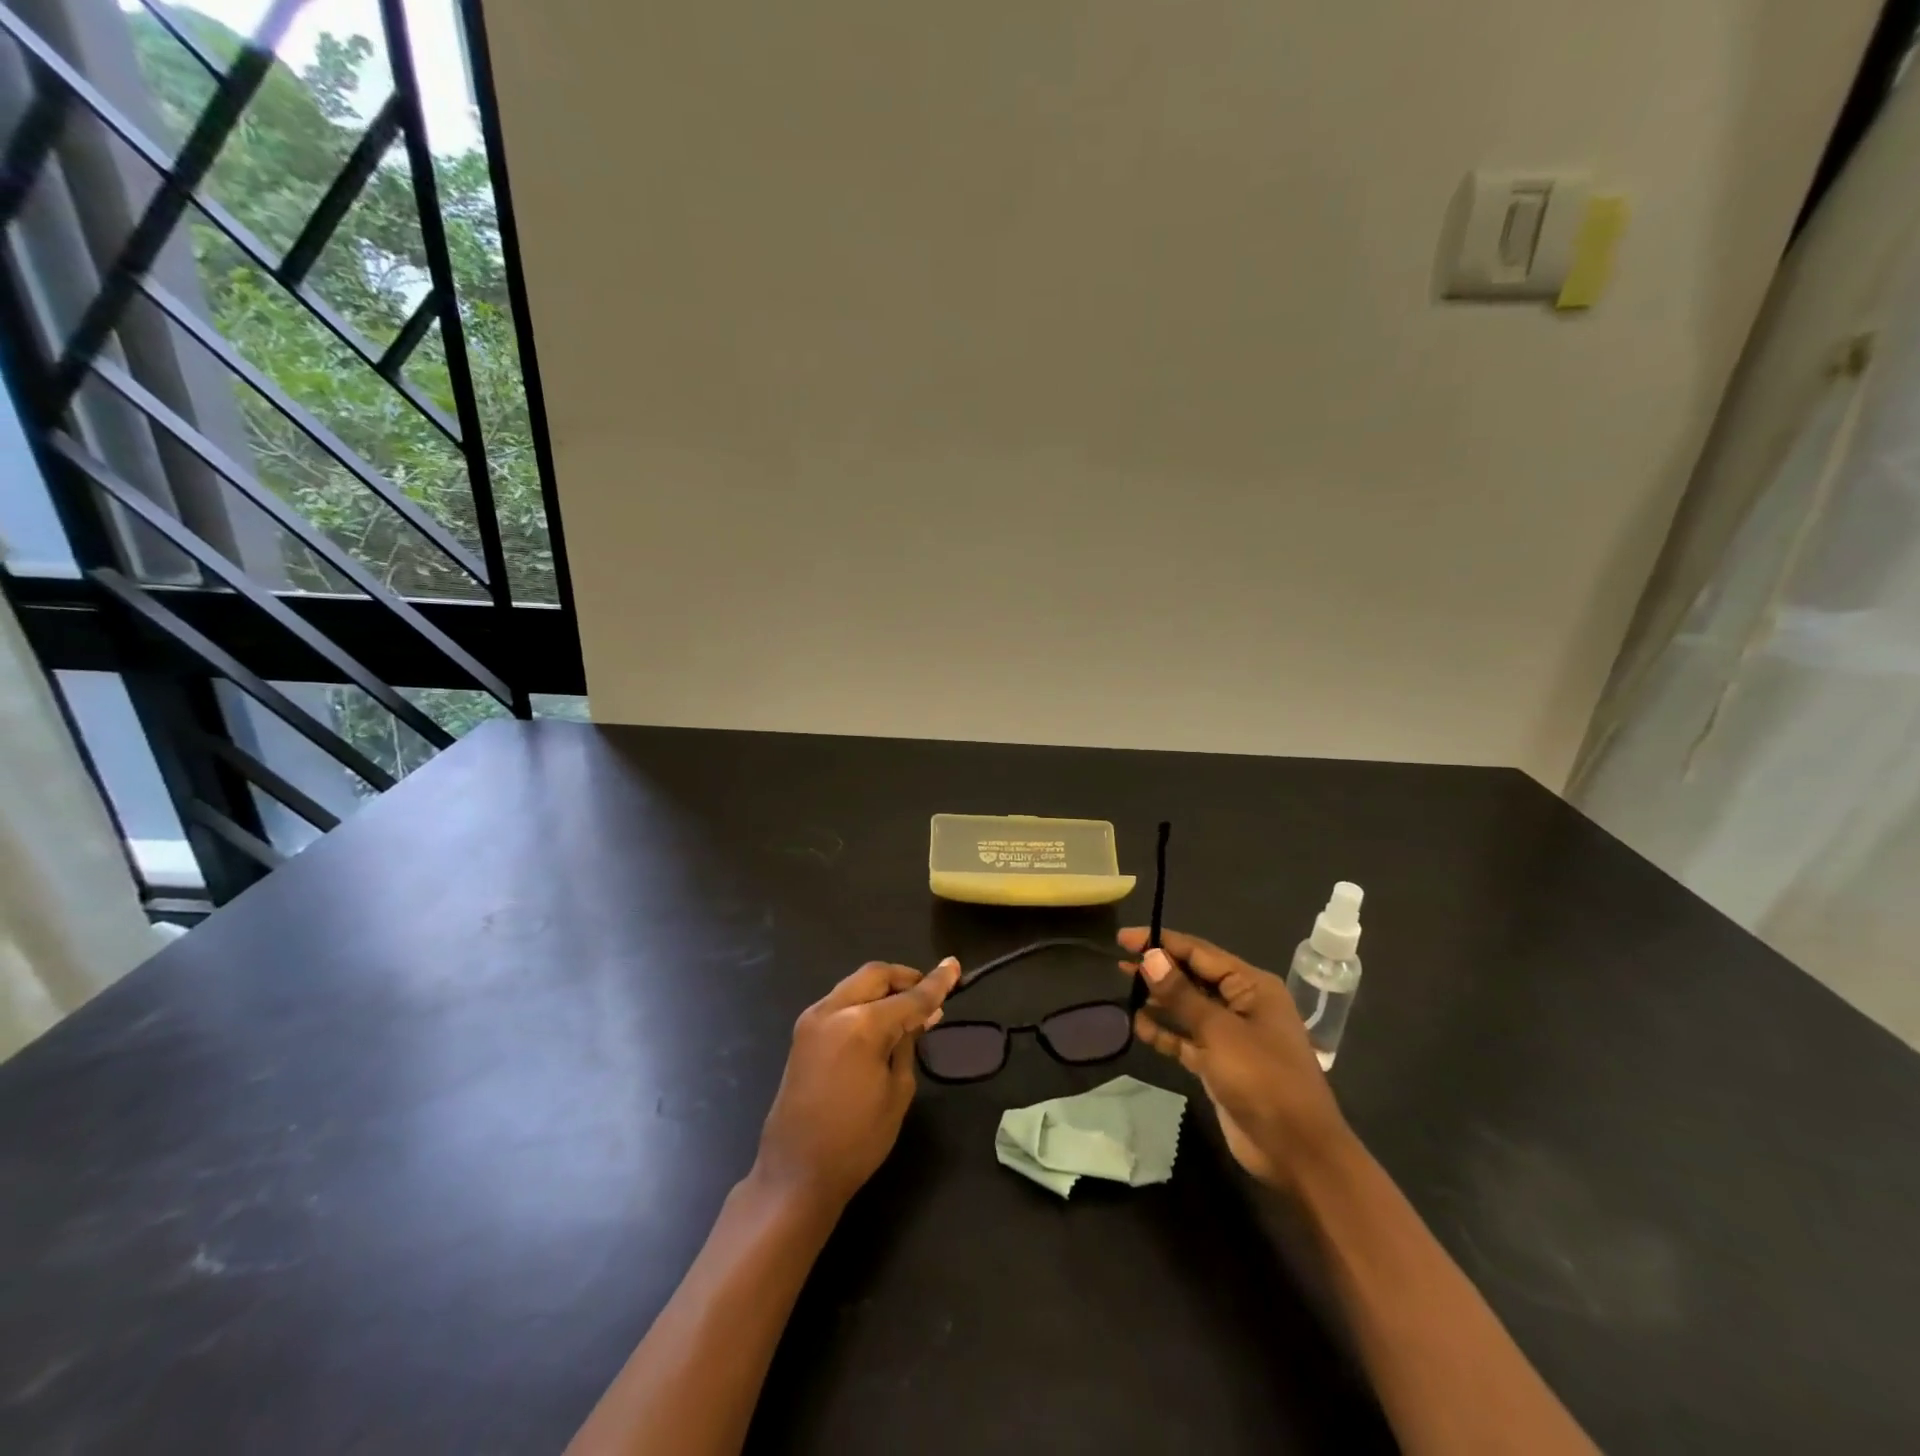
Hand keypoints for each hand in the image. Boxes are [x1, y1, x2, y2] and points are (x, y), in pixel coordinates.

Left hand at [753, 957, 960, 1209]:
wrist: (796, 1174)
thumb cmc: (857, 1140)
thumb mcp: (897, 1091)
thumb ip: (909, 1043)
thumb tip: (923, 1015)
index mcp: (861, 1025)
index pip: (909, 996)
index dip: (937, 983)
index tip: (955, 966)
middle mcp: (833, 1010)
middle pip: (876, 975)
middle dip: (905, 978)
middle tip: (930, 993)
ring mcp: (813, 1019)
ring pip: (856, 984)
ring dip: (883, 989)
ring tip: (909, 1009)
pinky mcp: (803, 1033)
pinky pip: (841, 1002)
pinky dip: (864, 1002)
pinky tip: (881, 1022)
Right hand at [1119, 927, 1350, 1188]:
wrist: (1296, 1151)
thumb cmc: (1263, 1079)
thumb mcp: (1219, 1031)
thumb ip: (1181, 994)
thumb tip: (1149, 956)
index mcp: (1252, 986)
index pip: (1199, 952)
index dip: (1161, 942)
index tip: (1124, 938)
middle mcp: (1242, 1004)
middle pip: (1193, 977)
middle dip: (1159, 969)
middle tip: (1119, 963)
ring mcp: (1231, 1036)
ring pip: (1188, 1007)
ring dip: (1159, 1000)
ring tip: (1124, 989)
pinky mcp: (1220, 1064)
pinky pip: (1187, 1038)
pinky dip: (1165, 1032)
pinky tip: (1139, 1026)